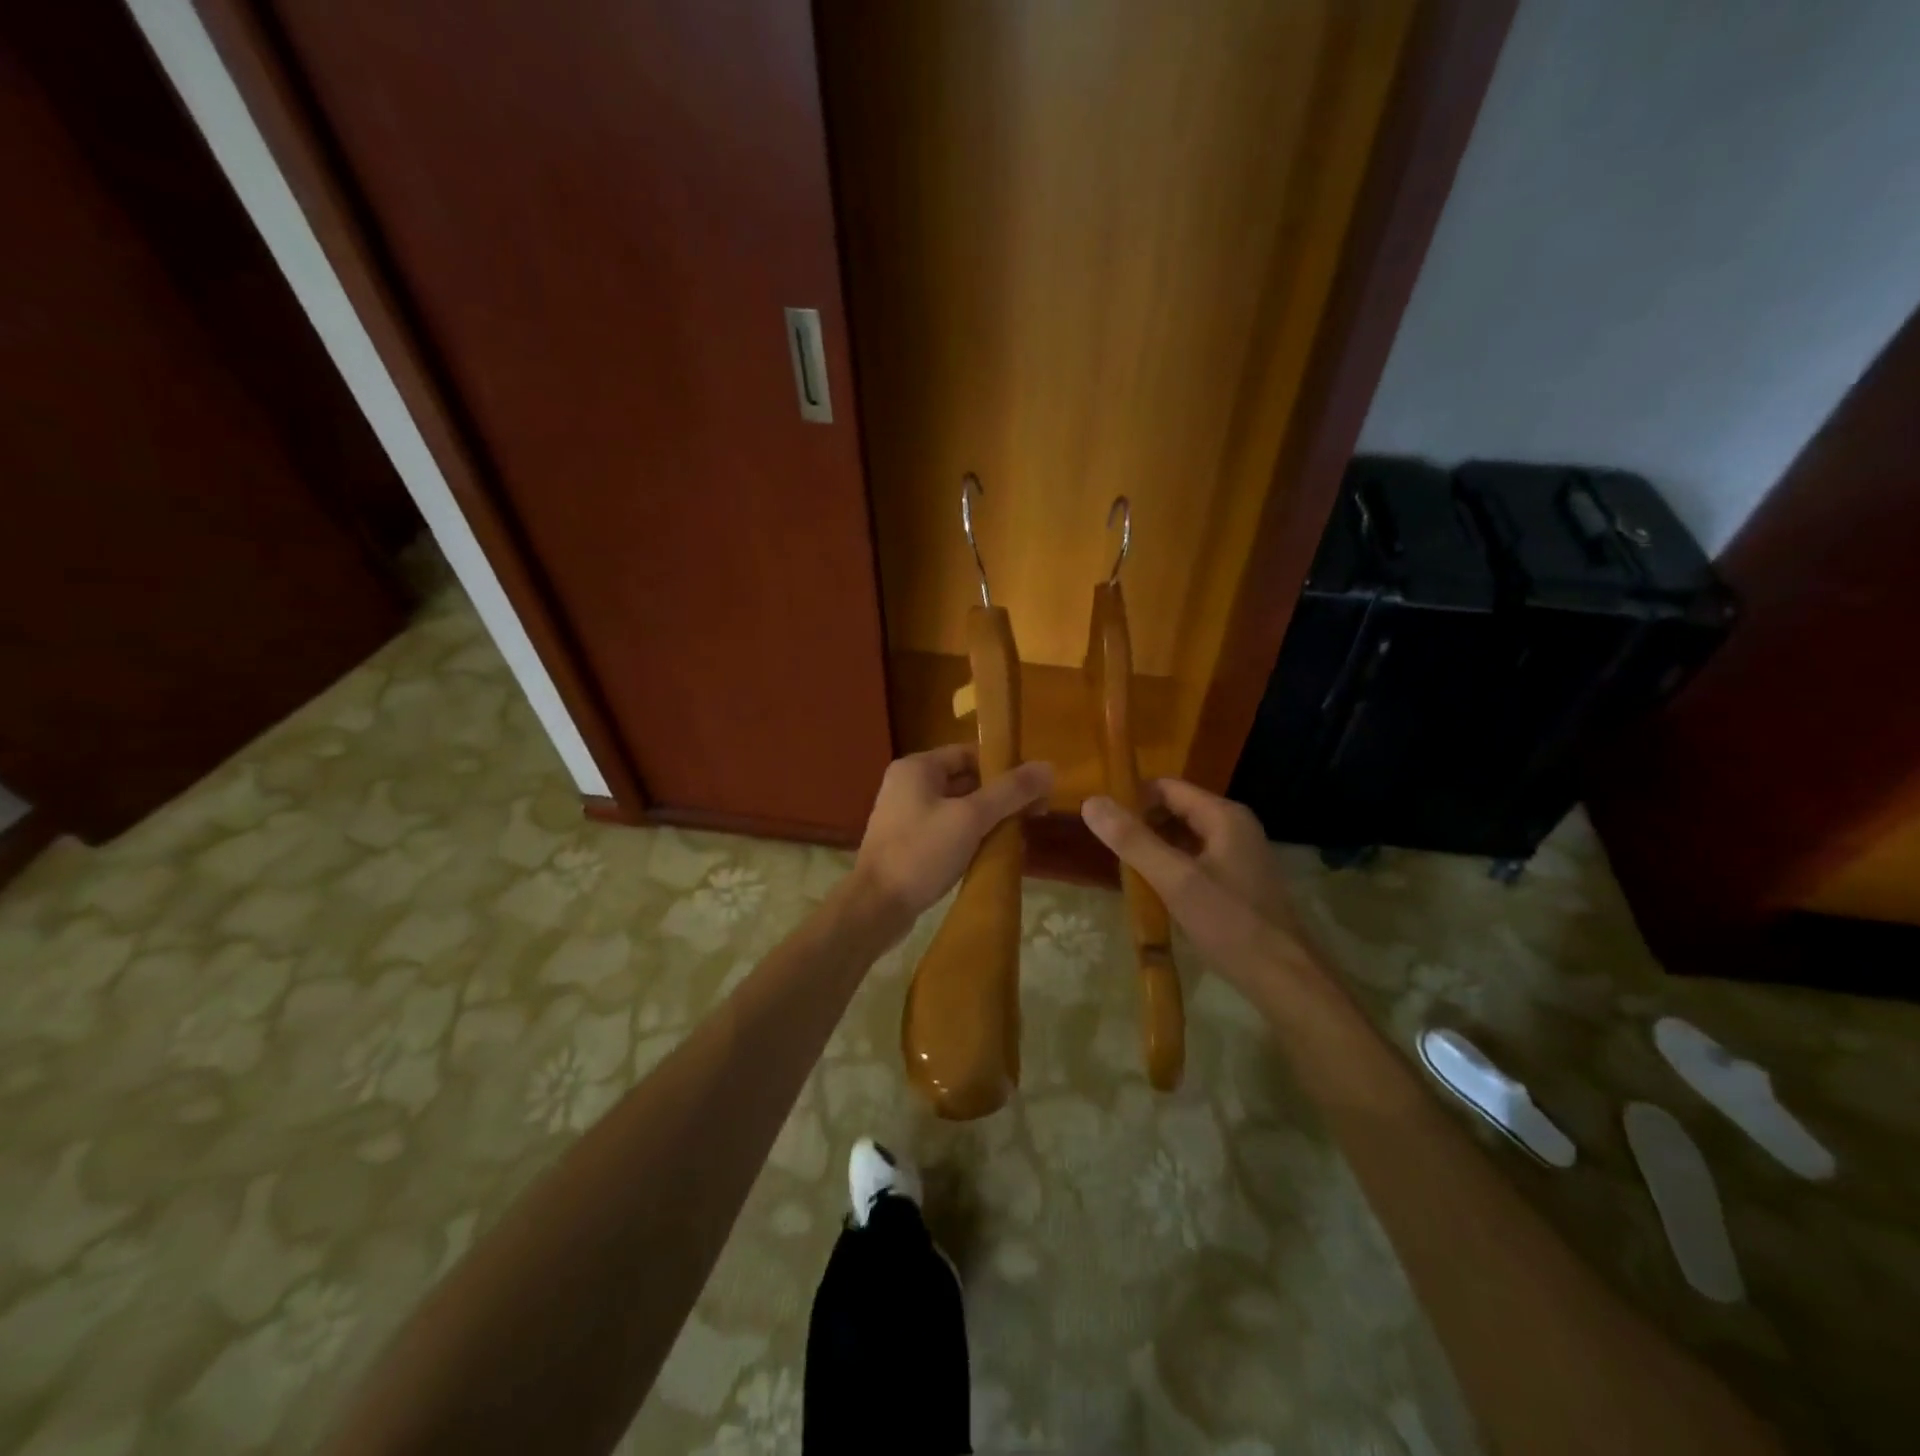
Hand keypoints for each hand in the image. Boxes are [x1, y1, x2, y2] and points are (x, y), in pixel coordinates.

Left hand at [853, 746, 1054, 924]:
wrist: (876, 907)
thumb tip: (1048, 767)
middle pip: (965, 779)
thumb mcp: (970, 818)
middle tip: (1035, 812)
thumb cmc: (921, 853)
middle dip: (1000, 795)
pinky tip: (993, 851)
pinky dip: (970, 835)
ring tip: (1019, 834)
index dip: (1004, 766)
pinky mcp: (908, 842)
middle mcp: (908, 784)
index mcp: (917, 767)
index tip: (1034, 786)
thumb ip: (1010, 792)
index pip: (970, 753)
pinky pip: (947, 828)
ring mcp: (905, 814)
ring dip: (988, 817)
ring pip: (958, 806)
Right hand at [1081, 779, 1301, 989]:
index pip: (1167, 787)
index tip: (1102, 821)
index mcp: (1224, 816)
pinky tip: (1153, 889)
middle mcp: (1234, 827)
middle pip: (1176, 809)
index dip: (1132, 798)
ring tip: (1124, 869)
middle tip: (1110, 849)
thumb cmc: (1230, 923)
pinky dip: (1171, 866)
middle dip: (1141, 824)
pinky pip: (1195, 859)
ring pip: (1184, 836)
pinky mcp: (1237, 880)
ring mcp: (1238, 854)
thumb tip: (1091, 802)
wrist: (1284, 978)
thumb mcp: (1175, 880)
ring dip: (1154, 847)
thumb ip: (1133, 840)